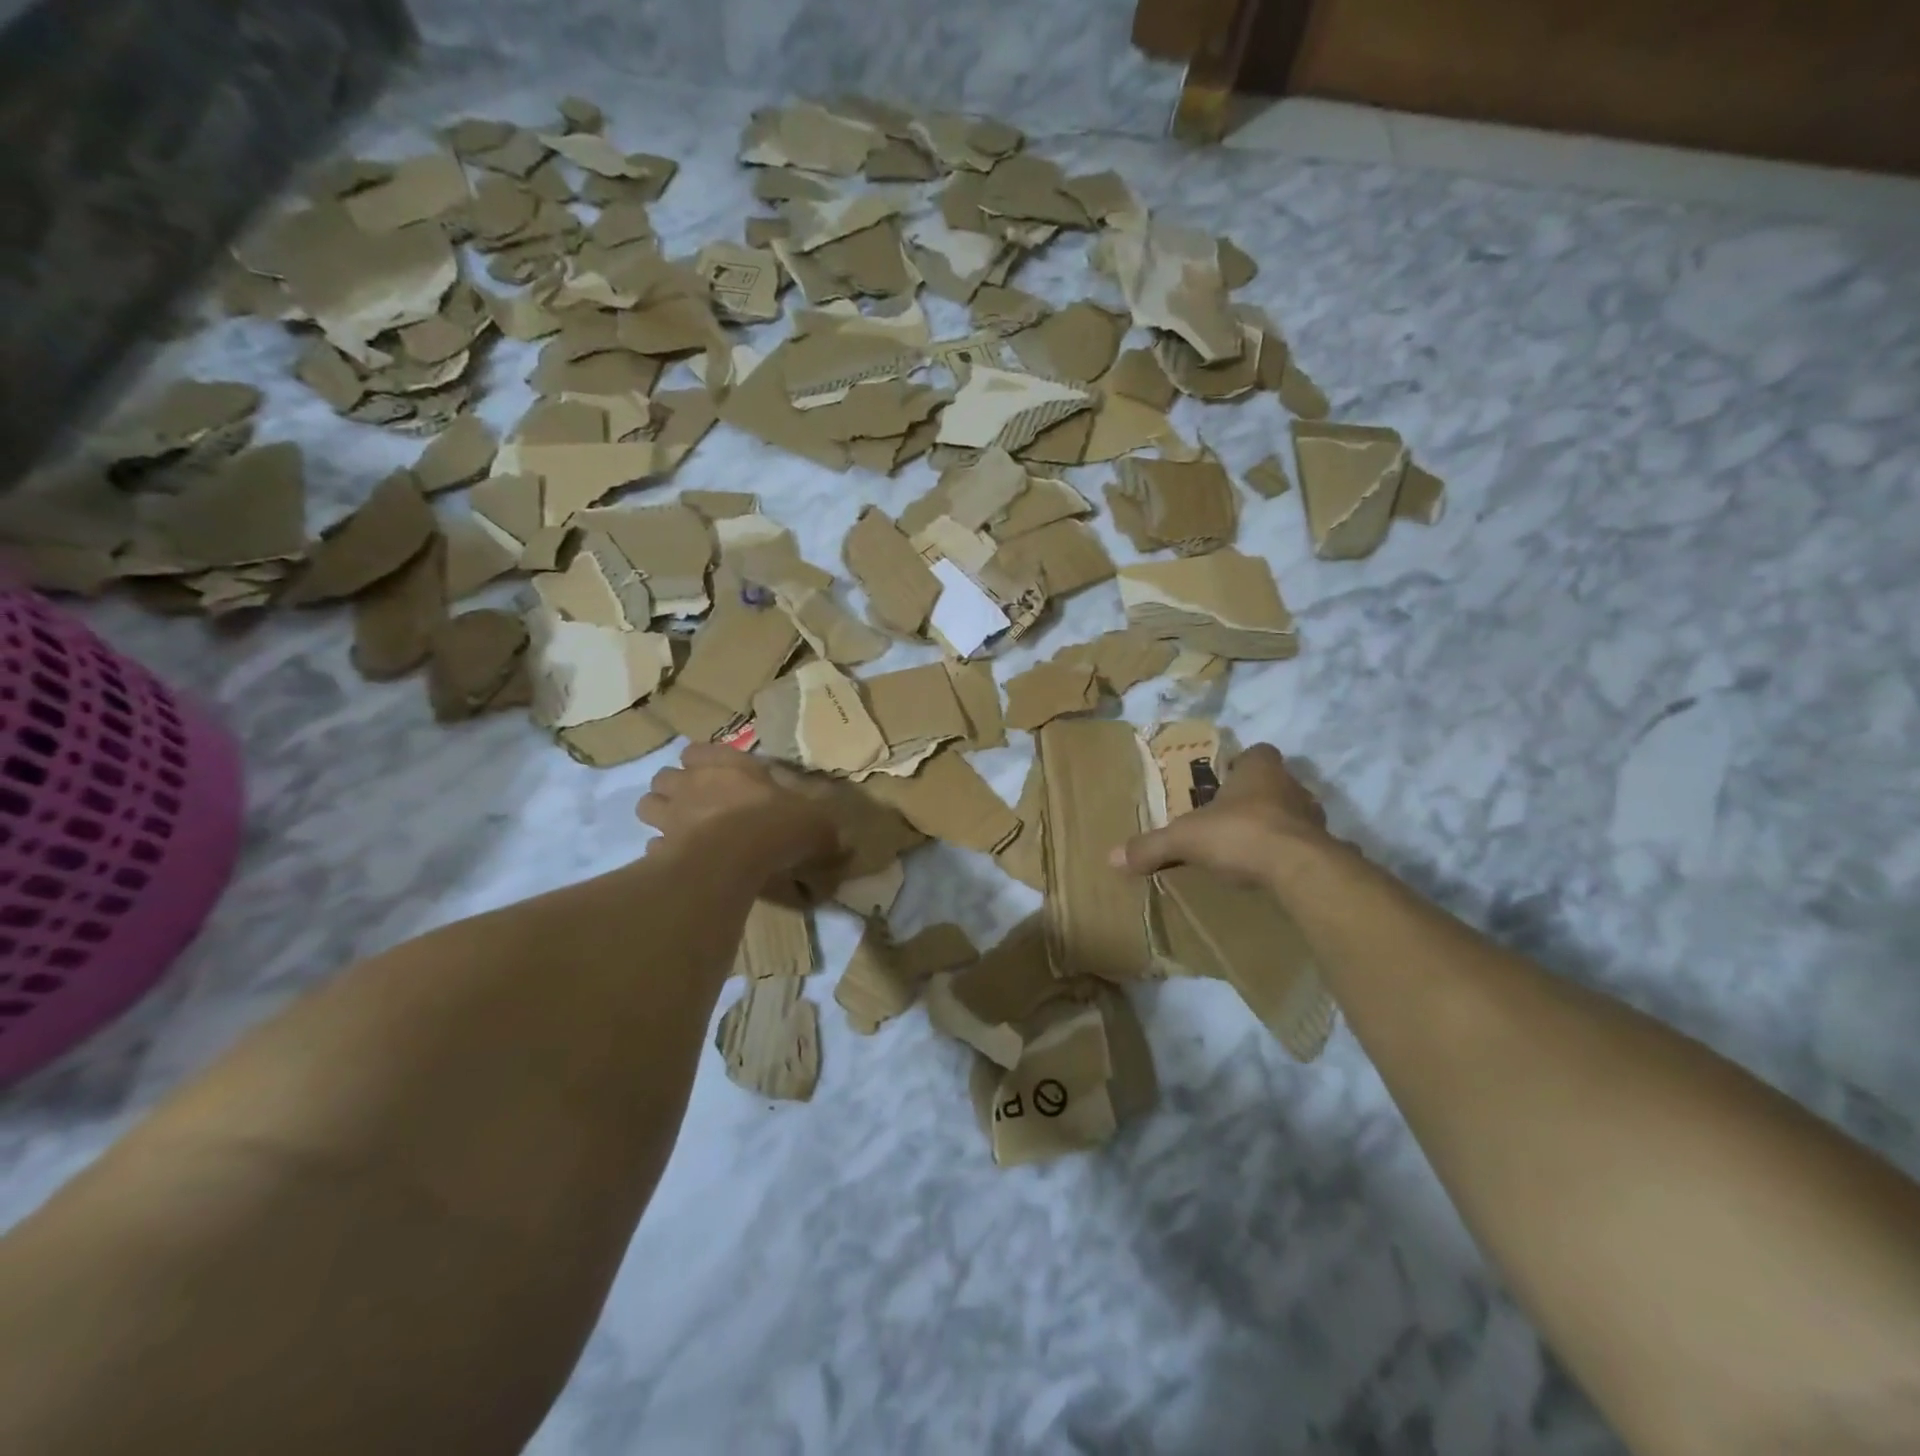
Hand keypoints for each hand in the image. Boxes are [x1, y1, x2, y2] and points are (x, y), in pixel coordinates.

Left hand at [636, 744, 842, 881]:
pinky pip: (654, 847)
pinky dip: (664, 853)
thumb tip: (844, 840)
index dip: (704, 763)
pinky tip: (683, 861)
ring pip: (648, 806)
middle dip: (676, 788)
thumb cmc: (776, 824)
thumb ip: (824, 826)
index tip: (718, 776)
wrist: (734, 859)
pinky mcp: (661, 850)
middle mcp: (692, 784)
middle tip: (698, 804)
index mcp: (727, 765)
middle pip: (665, 777)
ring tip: (683, 830)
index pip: (698, 751)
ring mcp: (671, 817)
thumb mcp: (816, 821)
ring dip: (662, 815)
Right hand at [1113, 743, 1331, 888]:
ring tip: (1251, 846)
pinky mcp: (1326, 847)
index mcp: (1259, 770)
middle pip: (1276, 783)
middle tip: (1231, 816)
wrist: (1300, 869)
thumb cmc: (1240, 834)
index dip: (1242, 764)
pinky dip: (1293, 854)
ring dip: (1277, 824)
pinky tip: (1275, 870)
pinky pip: (1308, 845)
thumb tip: (1112, 857)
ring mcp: (1314, 817)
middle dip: (1256, 796)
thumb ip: (1151, 846)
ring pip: (1294, 813)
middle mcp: (1292, 786)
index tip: (1225, 782)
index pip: (1257, 752)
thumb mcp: (1185, 839)